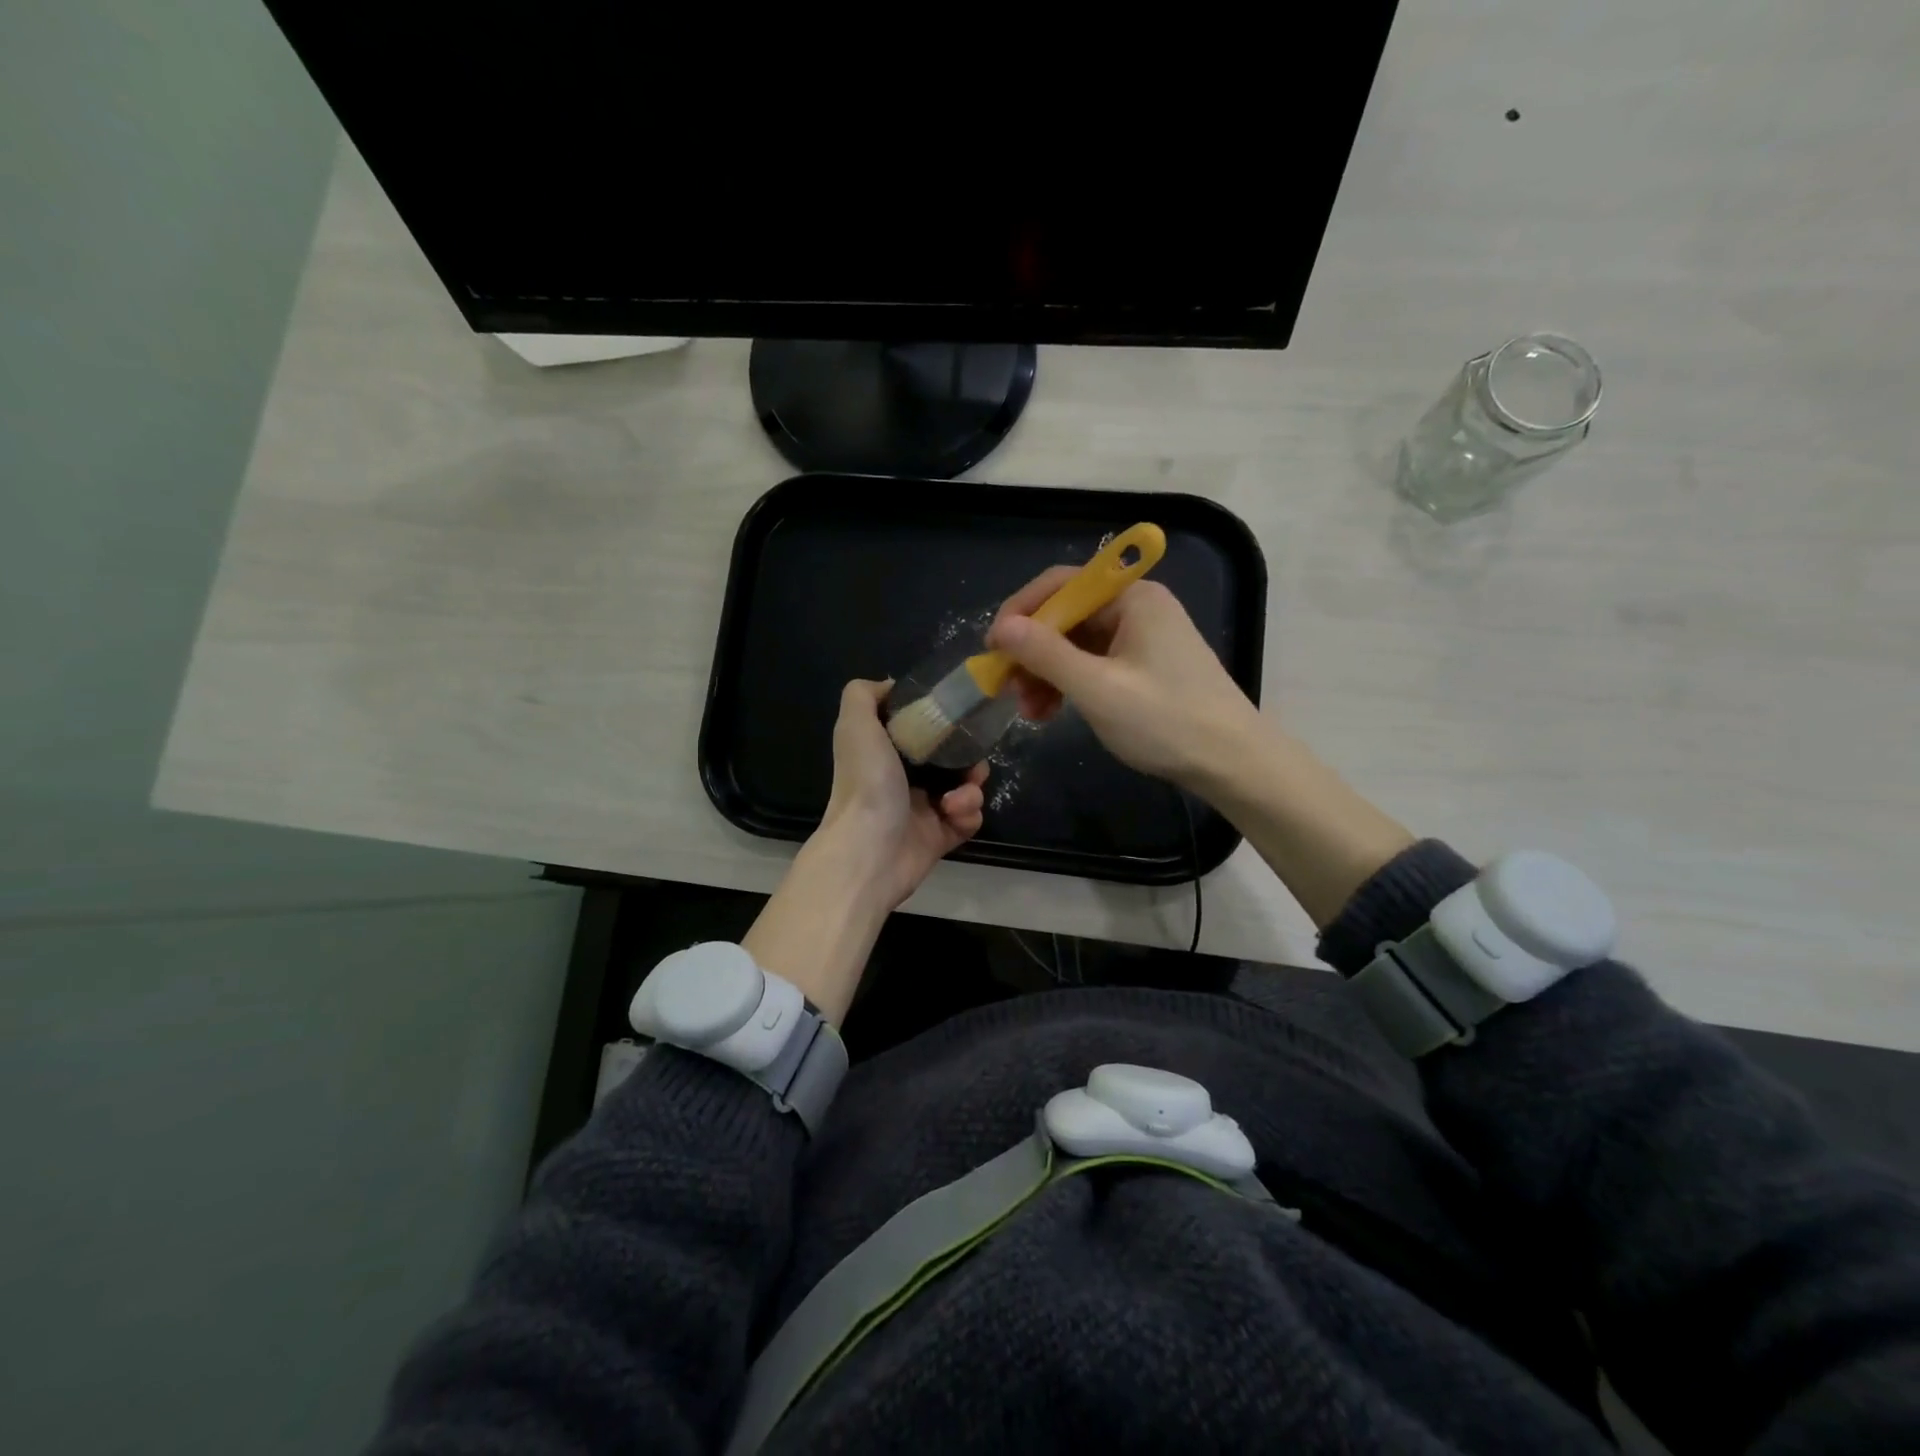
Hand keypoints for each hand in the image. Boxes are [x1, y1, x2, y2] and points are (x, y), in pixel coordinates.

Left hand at [814, 679, 986, 909]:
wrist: (870, 850)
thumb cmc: (866, 783)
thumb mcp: (855, 724)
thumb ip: (864, 694)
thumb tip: (891, 685)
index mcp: (885, 753)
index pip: (921, 731)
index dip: (942, 723)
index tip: (957, 718)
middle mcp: (904, 779)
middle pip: (951, 758)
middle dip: (969, 756)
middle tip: (972, 763)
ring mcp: (924, 810)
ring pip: (965, 788)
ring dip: (971, 787)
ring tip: (959, 796)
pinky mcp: (941, 837)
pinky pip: (969, 818)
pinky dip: (968, 813)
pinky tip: (954, 814)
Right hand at [986, 572, 1266, 790]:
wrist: (1233, 763)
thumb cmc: (1166, 721)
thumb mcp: (1098, 688)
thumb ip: (1046, 654)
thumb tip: (1002, 628)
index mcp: (1132, 597)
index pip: (1061, 584)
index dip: (1020, 612)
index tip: (992, 649)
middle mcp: (1137, 608)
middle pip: (1067, 616)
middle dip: (1032, 652)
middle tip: (1007, 688)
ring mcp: (1142, 638)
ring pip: (1076, 645)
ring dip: (1046, 674)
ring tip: (1028, 711)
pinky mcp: (1144, 667)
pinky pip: (1093, 665)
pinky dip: (1068, 685)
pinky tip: (1051, 712)